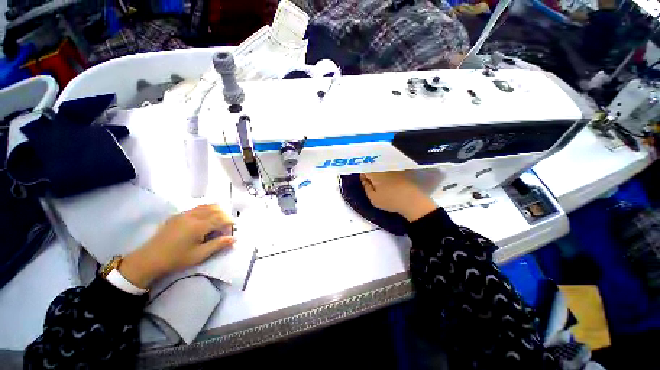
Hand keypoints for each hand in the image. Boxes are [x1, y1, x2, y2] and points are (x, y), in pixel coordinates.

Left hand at [119, 205, 235, 287]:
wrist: (149, 259)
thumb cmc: (176, 259)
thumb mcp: (199, 255)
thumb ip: (218, 244)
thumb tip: (234, 238)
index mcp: (198, 226)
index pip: (220, 218)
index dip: (230, 221)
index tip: (234, 227)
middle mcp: (192, 216)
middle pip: (215, 209)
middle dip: (225, 215)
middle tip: (227, 225)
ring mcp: (184, 214)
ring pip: (206, 206)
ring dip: (216, 211)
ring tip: (219, 220)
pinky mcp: (177, 215)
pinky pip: (197, 208)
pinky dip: (206, 210)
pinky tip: (206, 219)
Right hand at [360, 171, 437, 221]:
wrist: (413, 202)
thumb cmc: (390, 201)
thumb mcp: (373, 198)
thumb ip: (366, 187)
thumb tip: (363, 179)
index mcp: (375, 173)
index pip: (365, 169)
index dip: (363, 174)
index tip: (365, 181)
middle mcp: (384, 168)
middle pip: (374, 166)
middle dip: (371, 172)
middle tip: (372, 182)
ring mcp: (394, 168)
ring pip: (383, 167)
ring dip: (380, 172)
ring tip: (382, 183)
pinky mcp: (402, 170)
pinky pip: (391, 169)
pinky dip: (389, 173)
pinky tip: (391, 181)